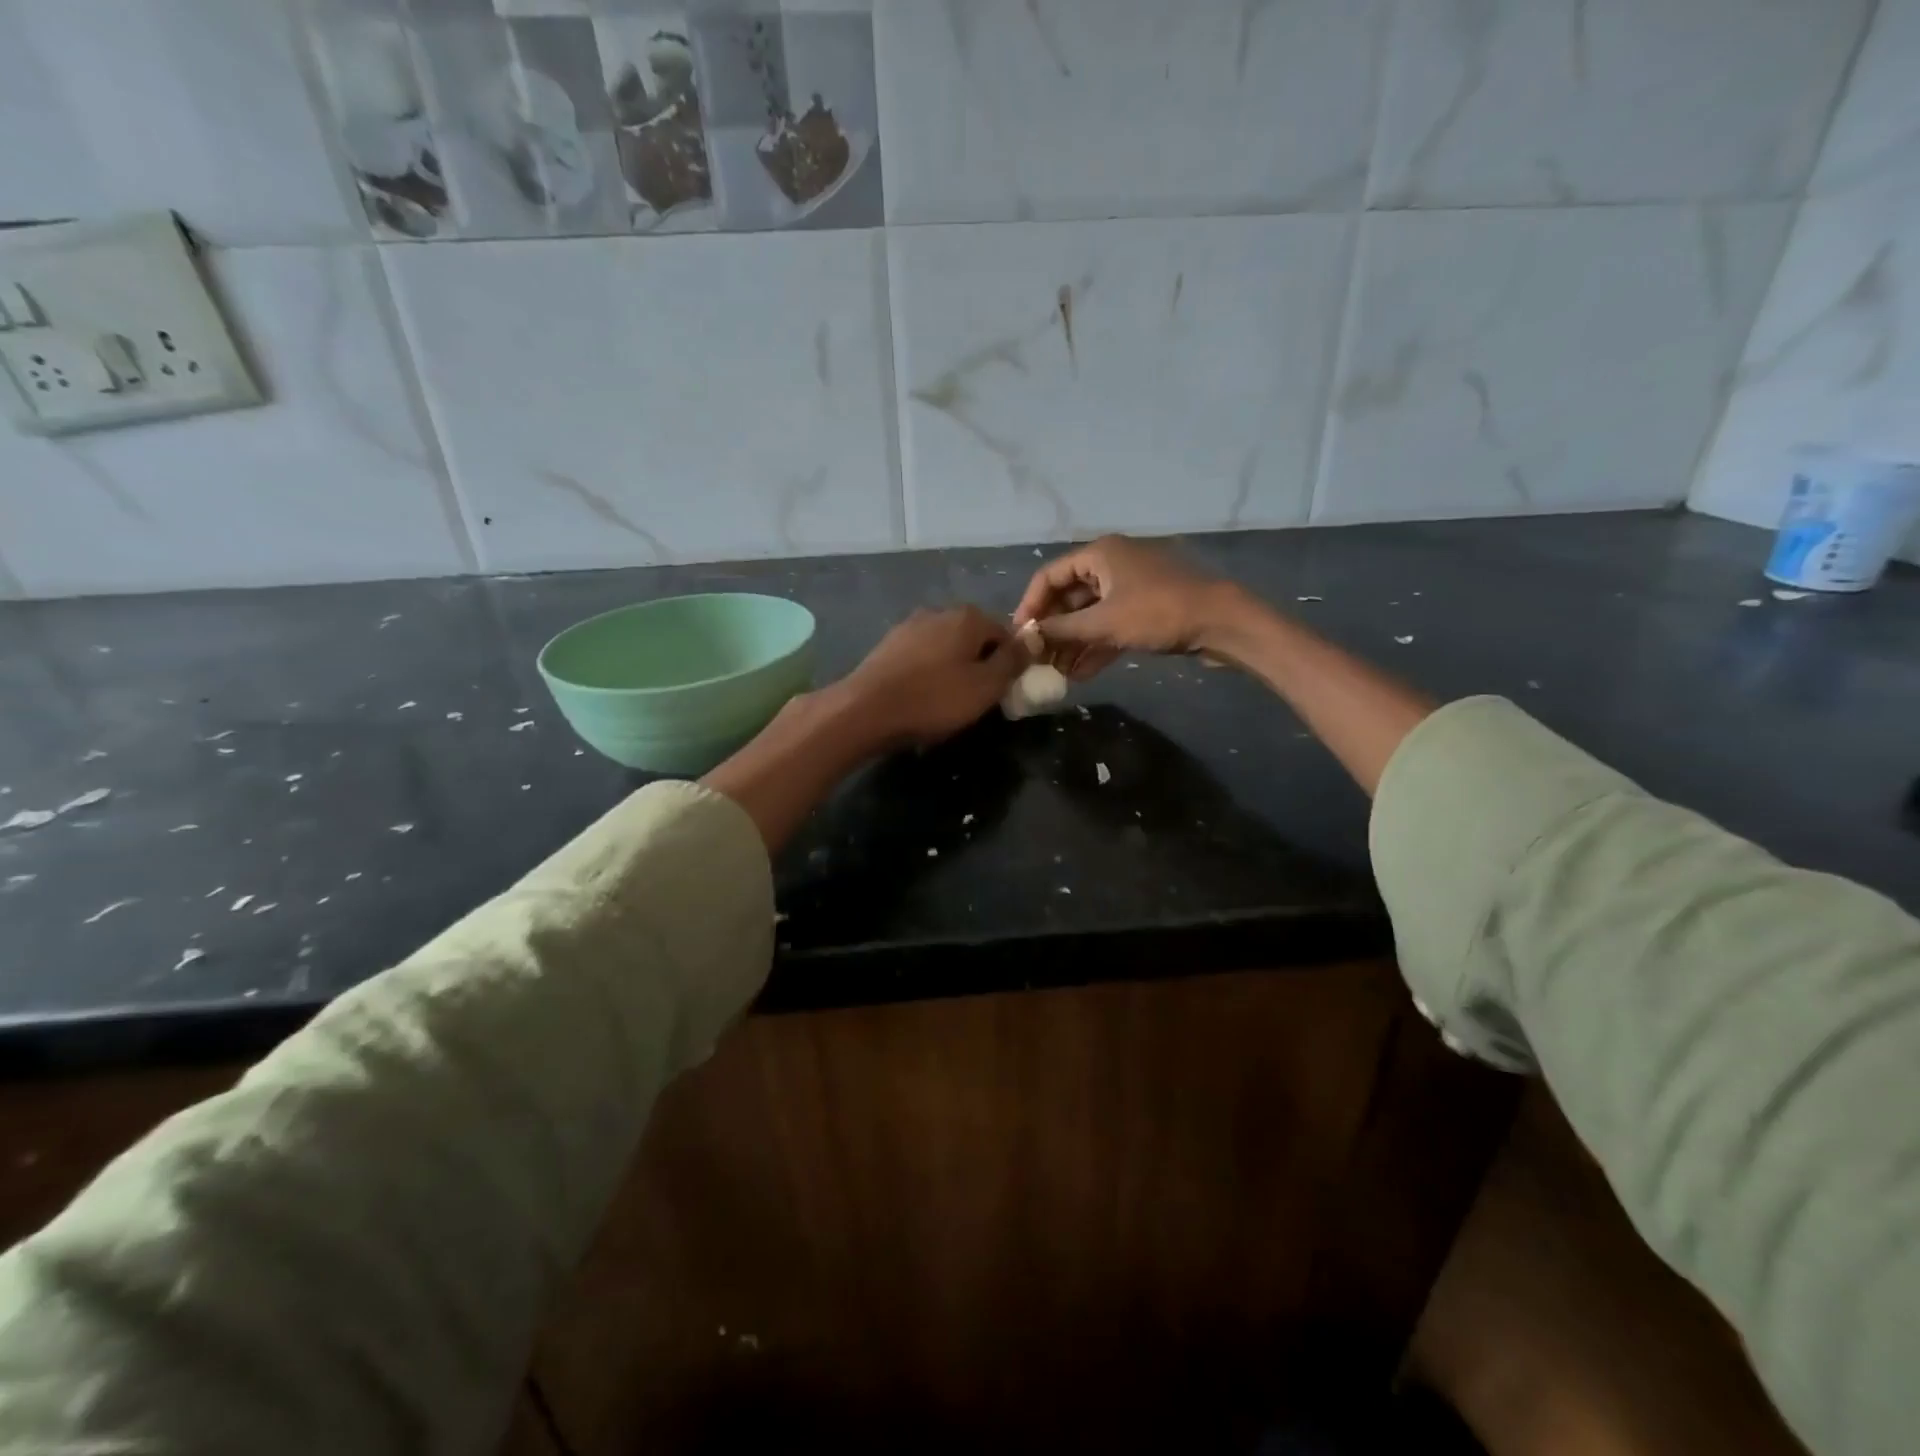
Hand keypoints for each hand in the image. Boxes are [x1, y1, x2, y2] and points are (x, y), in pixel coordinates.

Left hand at [834, 605, 1031, 748]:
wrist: (865, 710)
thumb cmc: (934, 699)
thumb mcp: (985, 686)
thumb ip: (1012, 661)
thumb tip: (1032, 640)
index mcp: (968, 616)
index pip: (1005, 633)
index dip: (1010, 663)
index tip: (1004, 691)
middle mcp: (938, 612)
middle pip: (974, 638)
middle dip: (980, 665)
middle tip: (977, 700)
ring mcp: (909, 626)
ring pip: (946, 648)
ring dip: (953, 670)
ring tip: (948, 702)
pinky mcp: (888, 646)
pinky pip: (922, 657)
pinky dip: (928, 674)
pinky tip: (922, 698)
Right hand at [1013, 535, 1239, 678]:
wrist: (1222, 622)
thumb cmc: (1158, 613)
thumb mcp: (1104, 623)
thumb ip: (1061, 630)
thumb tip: (1026, 638)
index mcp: (1100, 554)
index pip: (1050, 576)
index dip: (1030, 605)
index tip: (1020, 635)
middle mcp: (1112, 565)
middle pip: (1069, 597)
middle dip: (1052, 629)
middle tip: (1036, 658)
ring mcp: (1130, 587)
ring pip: (1090, 615)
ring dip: (1072, 643)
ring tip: (1055, 672)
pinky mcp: (1145, 610)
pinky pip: (1110, 626)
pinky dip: (1096, 646)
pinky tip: (1080, 674)